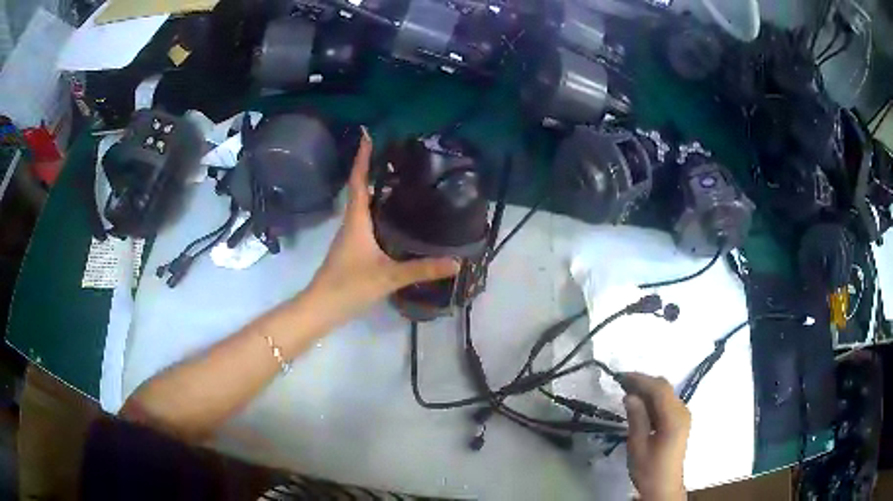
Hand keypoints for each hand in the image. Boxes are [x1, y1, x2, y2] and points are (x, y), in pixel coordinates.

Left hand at [309, 129, 459, 321]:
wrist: (321, 308)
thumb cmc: (349, 286)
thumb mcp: (388, 277)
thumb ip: (422, 269)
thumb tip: (456, 262)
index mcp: (356, 221)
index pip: (359, 182)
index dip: (362, 158)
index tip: (367, 135)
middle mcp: (351, 223)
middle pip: (361, 189)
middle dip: (373, 169)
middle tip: (394, 154)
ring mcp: (350, 237)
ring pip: (363, 206)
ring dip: (375, 189)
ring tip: (398, 179)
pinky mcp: (352, 250)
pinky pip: (365, 221)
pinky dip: (377, 210)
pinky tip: (392, 217)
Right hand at [621, 373, 690, 500]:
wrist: (664, 487)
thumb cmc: (648, 470)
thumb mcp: (637, 446)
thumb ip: (636, 419)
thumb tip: (630, 395)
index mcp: (673, 418)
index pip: (659, 388)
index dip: (641, 379)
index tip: (621, 376)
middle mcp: (682, 411)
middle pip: (664, 388)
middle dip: (643, 382)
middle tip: (621, 383)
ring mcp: (683, 416)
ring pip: (666, 393)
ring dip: (648, 390)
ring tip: (627, 392)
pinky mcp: (680, 421)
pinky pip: (667, 402)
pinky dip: (653, 399)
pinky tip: (639, 405)